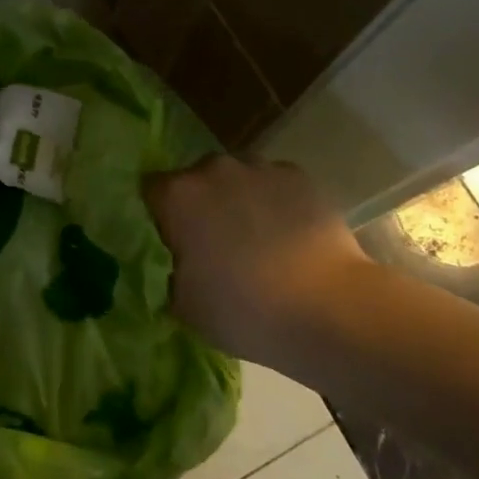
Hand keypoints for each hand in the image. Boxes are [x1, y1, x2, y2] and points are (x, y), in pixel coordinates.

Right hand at [145, 156, 367, 365]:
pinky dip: (275, 202)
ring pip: (236, 179)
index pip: (151, 191)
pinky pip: (274, 184)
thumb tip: (170, 265)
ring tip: (256, 240)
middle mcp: (213, 169)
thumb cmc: (243, 310)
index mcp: (177, 196)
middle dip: (200, 205)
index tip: (170, 242)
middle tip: (213, 244)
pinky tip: (288, 236)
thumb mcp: (183, 305)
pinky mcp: (298, 176)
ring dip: (238, 200)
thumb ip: (167, 274)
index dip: (159, 215)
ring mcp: (259, 168)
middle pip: (195, 180)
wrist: (328, 308)